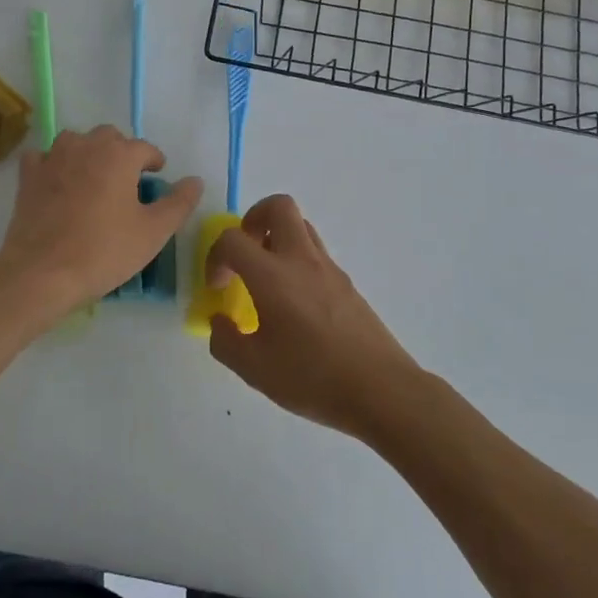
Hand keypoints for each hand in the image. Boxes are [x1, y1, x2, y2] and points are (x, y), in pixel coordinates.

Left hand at [0, 126, 200, 310]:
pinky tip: (57, 183)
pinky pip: (43, 157)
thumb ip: (179, 203)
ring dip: (87, 153)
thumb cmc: (105, 250)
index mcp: (120, 155)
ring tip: (93, 179)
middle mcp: (86, 145)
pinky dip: (52, 164)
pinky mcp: (28, 175)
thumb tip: (195, 180)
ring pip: (75, 141)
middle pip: (109, 137)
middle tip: (127, 182)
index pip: (145, 148)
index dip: (154, 162)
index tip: (157, 177)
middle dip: (121, 153)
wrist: (42, 272)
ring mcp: (53, 157)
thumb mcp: (154, 232)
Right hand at [206, 195, 424, 441]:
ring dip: (277, 238)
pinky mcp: (347, 283)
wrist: (381, 390)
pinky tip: (294, 303)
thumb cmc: (312, 377)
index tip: (218, 287)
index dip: (215, 256)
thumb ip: (225, 341)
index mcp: (272, 276)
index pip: (233, 239)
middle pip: (278, 207)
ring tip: (267, 278)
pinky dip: (297, 261)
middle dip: (252, 219)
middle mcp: (301, 260)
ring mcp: (329, 269)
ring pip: (301, 226)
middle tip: (244, 254)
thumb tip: (219, 320)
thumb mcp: (254, 369)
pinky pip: (316, 253)